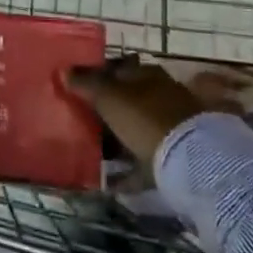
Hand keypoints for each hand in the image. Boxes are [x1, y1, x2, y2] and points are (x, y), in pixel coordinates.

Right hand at [66, 57, 204, 166]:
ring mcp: (168, 128)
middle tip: (80, 119)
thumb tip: (64, 70)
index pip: (117, 68)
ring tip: (91, 151)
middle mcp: (160, 96)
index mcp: (147, 74)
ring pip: (134, 130)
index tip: (76, 88)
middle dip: (106, 109)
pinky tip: (107, 183)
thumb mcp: (109, 96)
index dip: (96, 76)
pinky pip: (142, 163)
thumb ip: (86, 83)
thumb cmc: (144, 117)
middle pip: (127, 100)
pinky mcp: (172, 159)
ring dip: (116, 140)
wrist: (189, 160)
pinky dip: (126, 172)